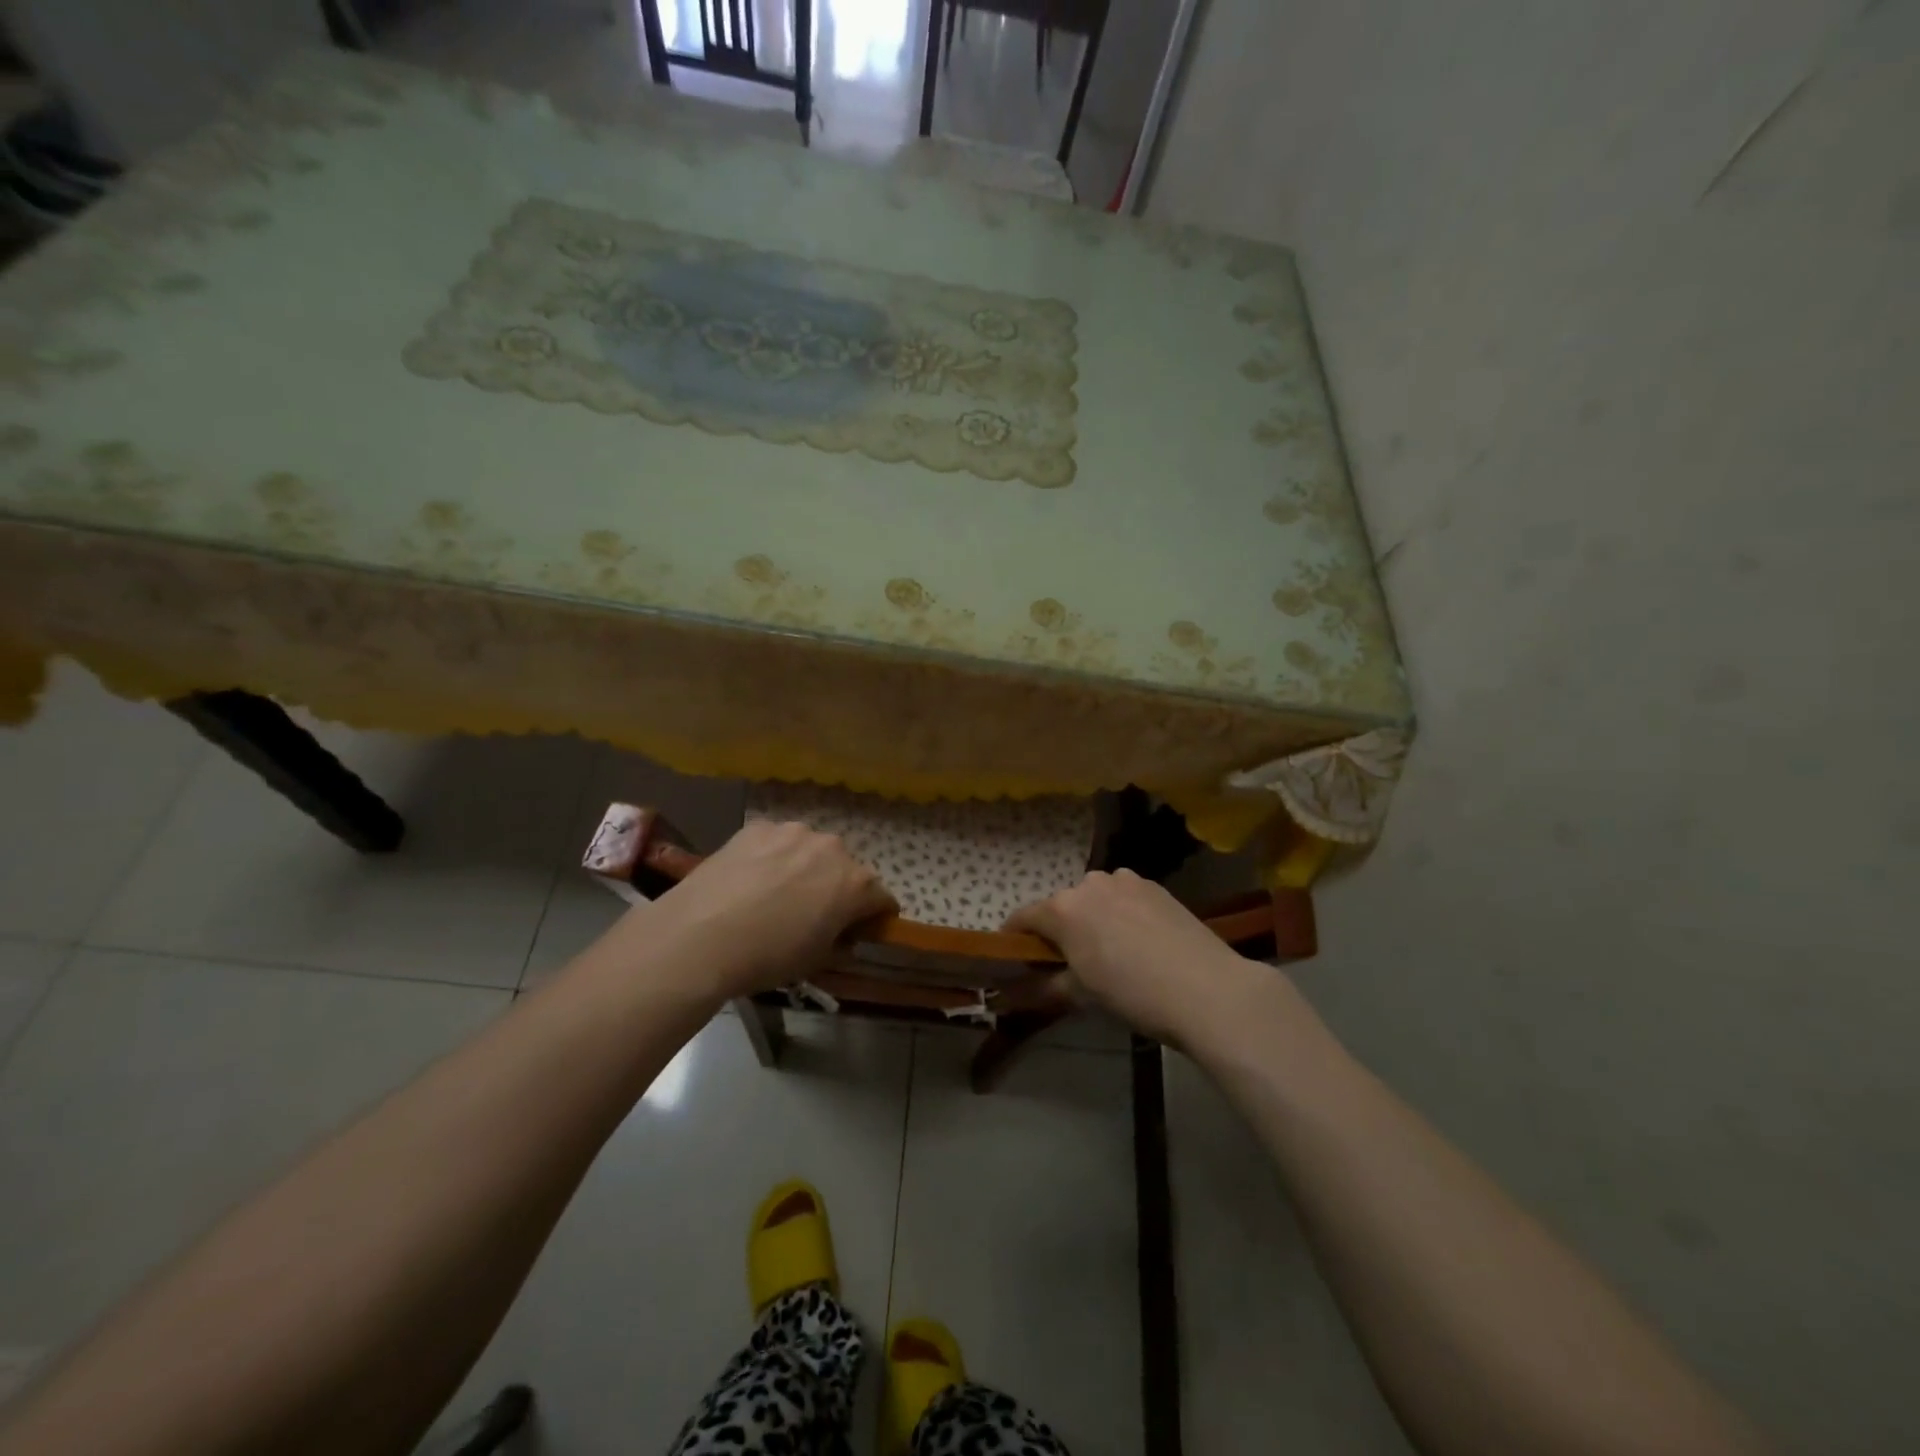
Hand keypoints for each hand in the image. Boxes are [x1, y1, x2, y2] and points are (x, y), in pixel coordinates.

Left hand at [642, 820, 895, 999]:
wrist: (700, 936)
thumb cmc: (767, 957)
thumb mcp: (815, 962)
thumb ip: (840, 942)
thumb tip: (843, 934)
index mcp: (856, 884)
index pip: (882, 898)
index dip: (874, 916)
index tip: (859, 930)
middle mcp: (833, 848)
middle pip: (846, 869)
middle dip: (837, 887)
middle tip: (811, 912)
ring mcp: (793, 832)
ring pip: (810, 850)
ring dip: (804, 867)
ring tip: (774, 892)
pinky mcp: (758, 827)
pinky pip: (776, 842)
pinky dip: (771, 856)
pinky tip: (749, 878)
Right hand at [1006, 869, 1270, 1047]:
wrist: (1207, 989)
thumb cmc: (1133, 994)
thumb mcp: (1081, 997)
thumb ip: (1044, 986)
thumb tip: (1016, 989)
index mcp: (1063, 908)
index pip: (1023, 917)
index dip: (1014, 938)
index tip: (1015, 957)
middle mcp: (1089, 883)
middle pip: (1061, 906)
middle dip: (1059, 930)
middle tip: (1071, 964)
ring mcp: (1125, 880)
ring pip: (1094, 899)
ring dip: (1092, 919)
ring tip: (1112, 952)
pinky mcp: (1155, 886)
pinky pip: (1124, 897)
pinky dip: (1121, 914)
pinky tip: (1140, 941)